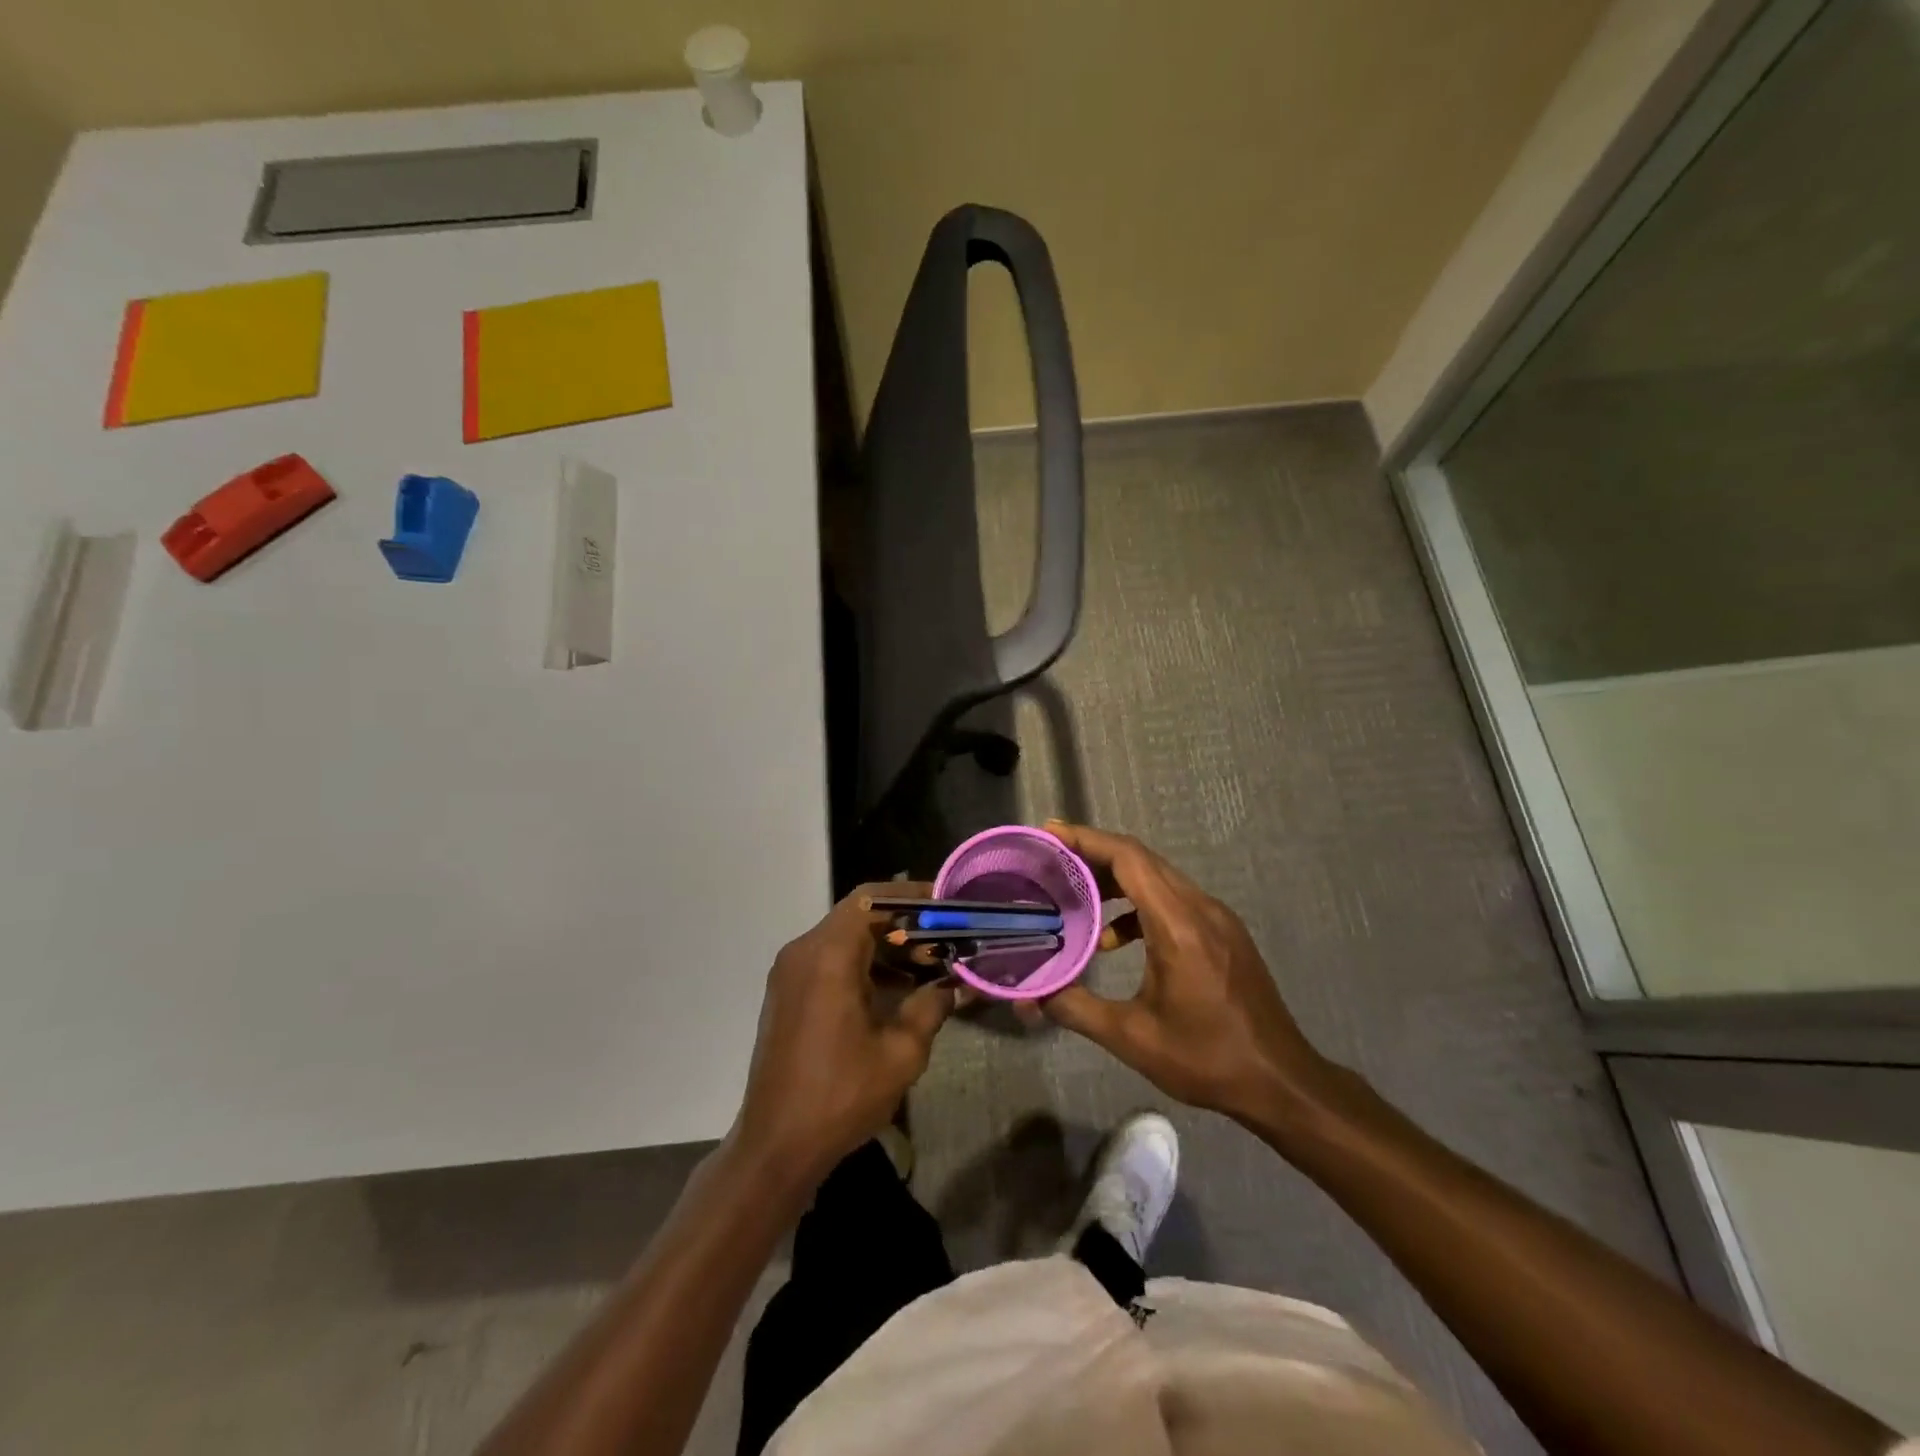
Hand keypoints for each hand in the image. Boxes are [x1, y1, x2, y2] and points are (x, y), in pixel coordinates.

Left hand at [732, 883, 955, 1187]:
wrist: (775, 1145)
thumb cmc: (840, 1095)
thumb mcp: (901, 1052)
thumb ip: (931, 1007)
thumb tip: (953, 985)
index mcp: (829, 955)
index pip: (872, 899)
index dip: (910, 895)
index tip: (945, 905)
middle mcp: (804, 952)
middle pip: (859, 916)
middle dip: (903, 924)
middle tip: (944, 940)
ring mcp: (790, 972)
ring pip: (844, 938)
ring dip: (884, 946)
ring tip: (927, 966)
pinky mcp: (787, 994)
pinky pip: (829, 961)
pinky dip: (862, 965)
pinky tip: (894, 991)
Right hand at [1037, 821, 1336, 1125]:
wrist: (1280, 1082)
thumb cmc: (1207, 1058)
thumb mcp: (1132, 1037)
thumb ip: (1075, 1009)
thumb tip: (1028, 998)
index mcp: (1179, 924)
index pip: (1130, 858)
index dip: (1088, 840)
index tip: (1050, 835)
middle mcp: (1201, 908)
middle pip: (1142, 860)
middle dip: (1095, 854)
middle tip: (1052, 860)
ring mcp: (1217, 918)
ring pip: (1159, 878)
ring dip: (1116, 879)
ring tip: (1076, 894)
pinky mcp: (1224, 933)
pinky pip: (1174, 899)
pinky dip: (1139, 904)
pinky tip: (1115, 939)